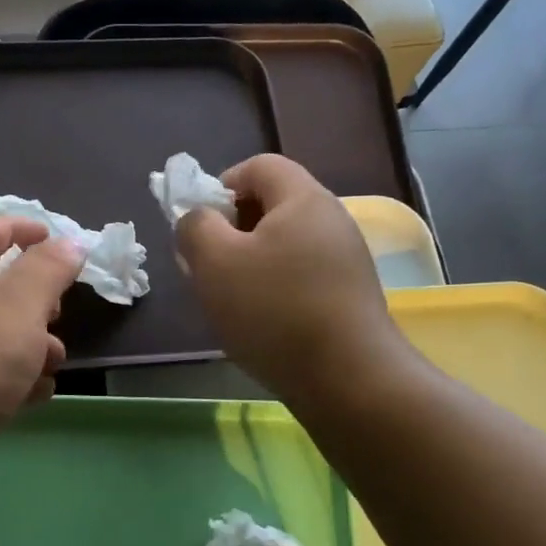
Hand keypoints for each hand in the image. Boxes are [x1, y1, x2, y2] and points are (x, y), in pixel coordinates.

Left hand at [0, 217, 83, 498]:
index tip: (53, 236)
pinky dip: (19, 379)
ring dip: (34, 344)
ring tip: (52, 361)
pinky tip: (36, 395)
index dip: (16, 227)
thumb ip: (48, 270)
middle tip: (56, 310)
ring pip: (0, 335)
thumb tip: (71, 243)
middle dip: (34, 297)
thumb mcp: (18, 305)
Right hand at [175, 154, 406, 404]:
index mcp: (302, 198)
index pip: (259, 166)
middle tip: (208, 266)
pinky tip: (262, 322)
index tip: (201, 226)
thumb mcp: (214, 262)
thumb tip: (197, 218)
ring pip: (284, 245)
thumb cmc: (275, 310)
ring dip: (250, 264)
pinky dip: (275, 288)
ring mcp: (347, 259)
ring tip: (229, 300)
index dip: (222, 185)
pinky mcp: (350, 295)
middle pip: (272, 205)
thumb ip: (195, 227)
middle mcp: (332, 219)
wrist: (348, 379)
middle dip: (232, 230)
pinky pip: (301, 275)